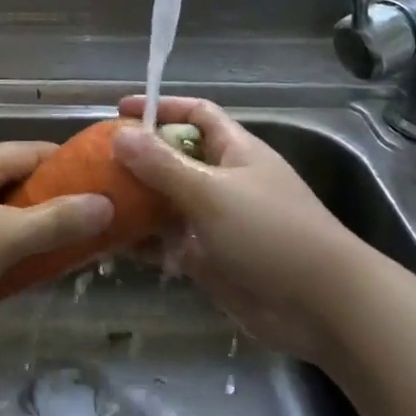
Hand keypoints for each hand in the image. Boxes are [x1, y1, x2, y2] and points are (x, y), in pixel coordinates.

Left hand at [0, 142, 112, 326]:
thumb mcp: (8, 238)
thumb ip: (58, 221)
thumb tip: (106, 204)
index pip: (36, 151)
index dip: (71, 170)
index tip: (99, 193)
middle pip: (14, 175)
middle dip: (47, 200)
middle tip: (79, 228)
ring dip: (20, 221)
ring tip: (47, 249)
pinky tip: (2, 262)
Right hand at [113, 96, 364, 360]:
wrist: (323, 307)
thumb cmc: (271, 233)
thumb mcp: (212, 192)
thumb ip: (162, 165)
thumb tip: (120, 134)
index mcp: (235, 151)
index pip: (196, 114)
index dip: (161, 108)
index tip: (120, 110)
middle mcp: (224, 180)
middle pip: (174, 158)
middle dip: (137, 158)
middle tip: (93, 161)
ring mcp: (216, 222)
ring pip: (167, 202)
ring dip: (135, 201)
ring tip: (92, 200)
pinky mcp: (210, 258)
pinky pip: (168, 242)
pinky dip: (143, 241)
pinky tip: (109, 242)